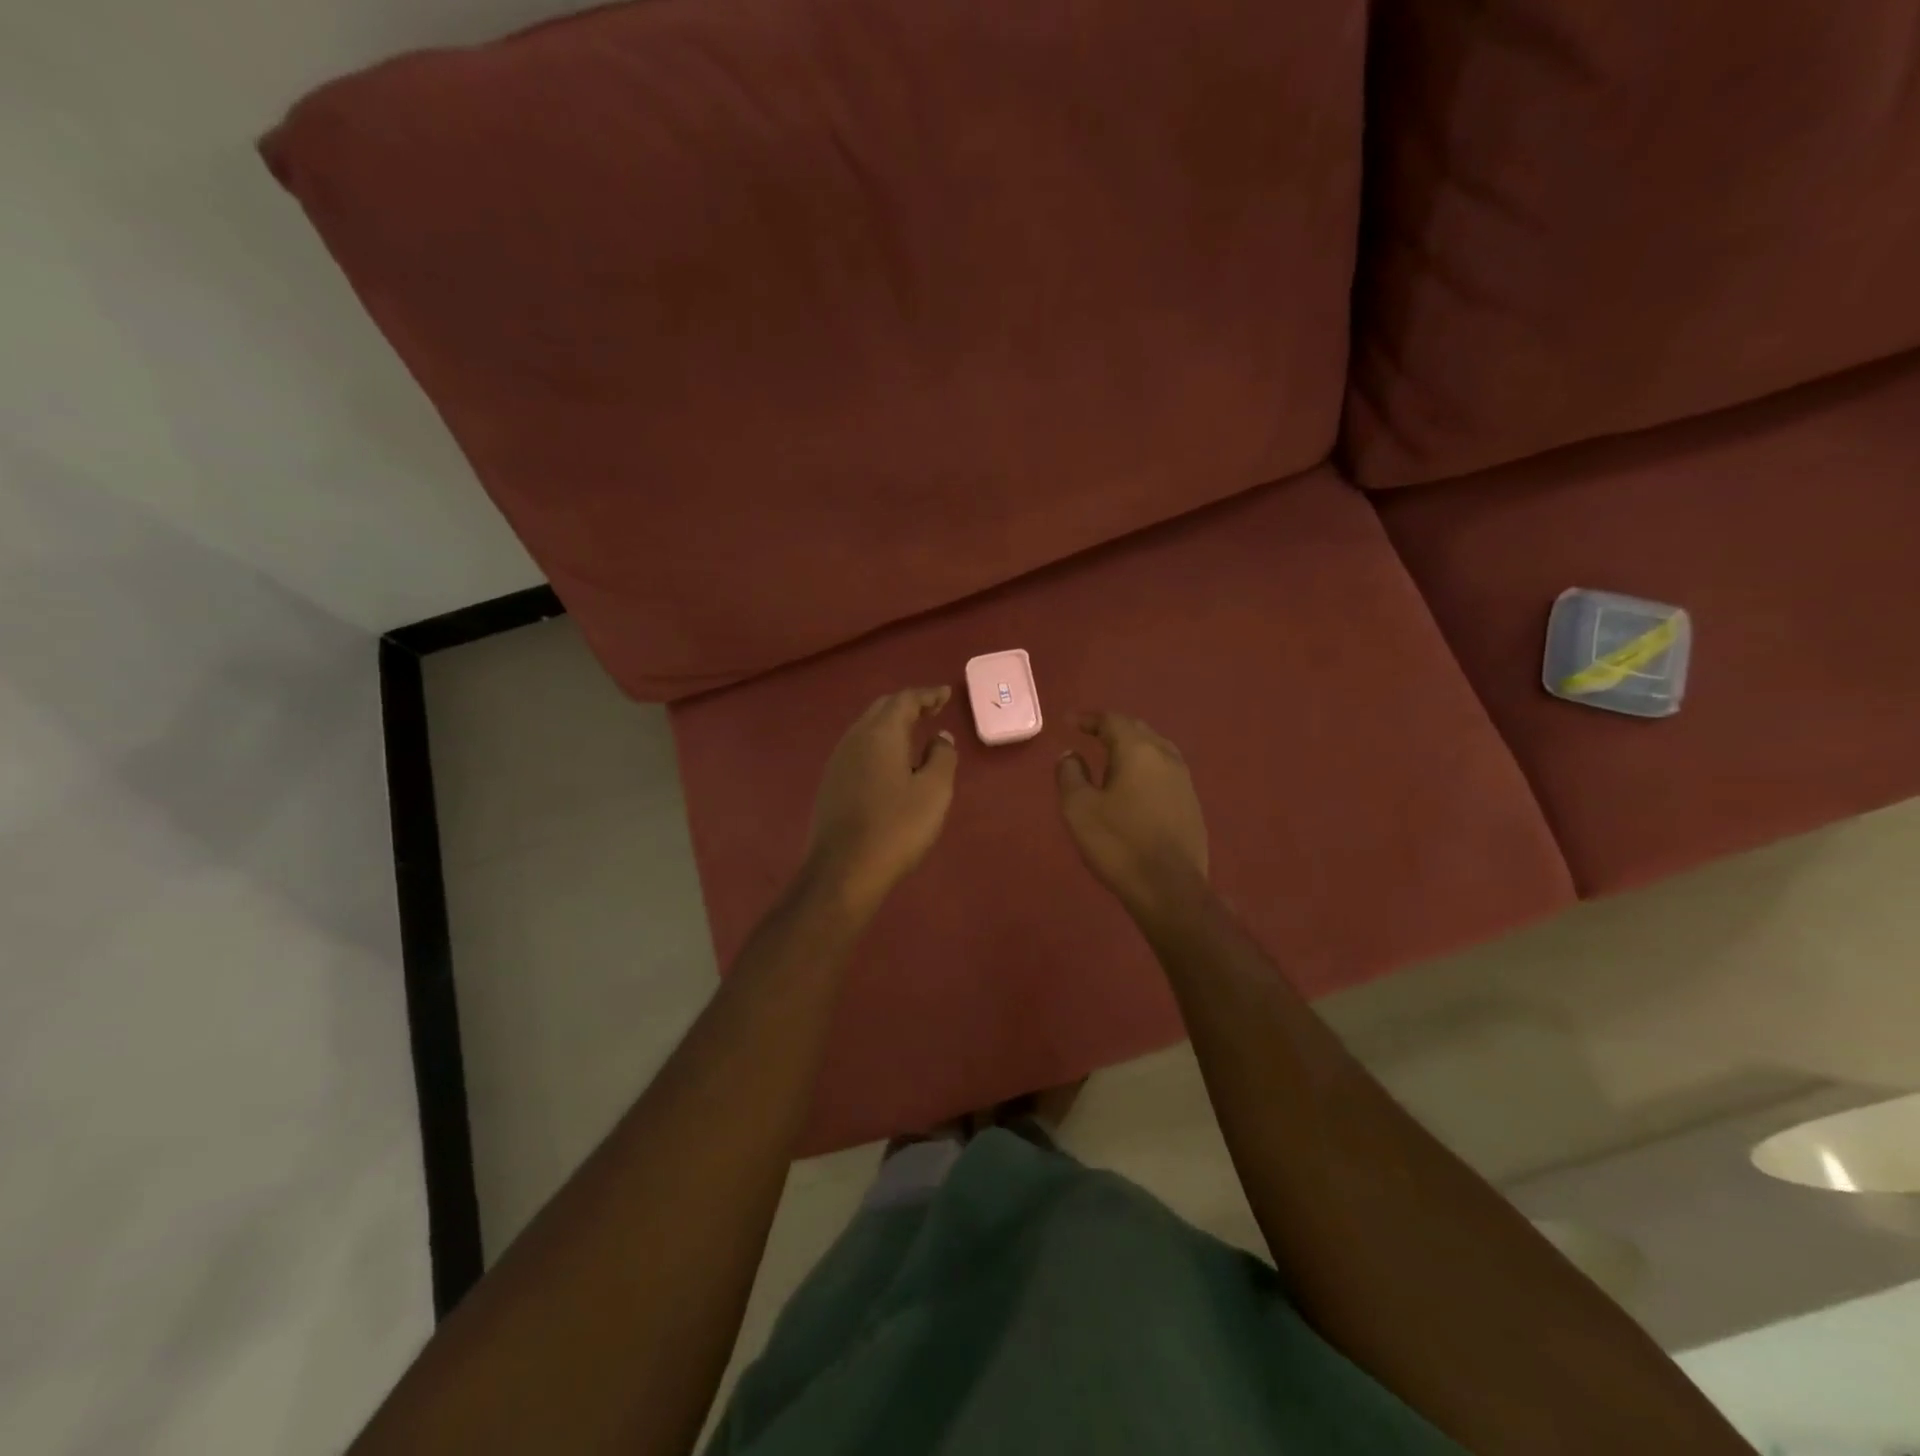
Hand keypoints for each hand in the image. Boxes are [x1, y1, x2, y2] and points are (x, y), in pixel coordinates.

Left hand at [805, 686, 958, 918]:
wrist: (844, 870)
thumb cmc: (896, 827)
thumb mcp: (934, 791)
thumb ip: (941, 757)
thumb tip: (940, 737)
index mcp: (880, 733)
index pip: (905, 700)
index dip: (927, 695)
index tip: (945, 694)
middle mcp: (854, 739)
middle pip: (882, 710)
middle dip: (908, 706)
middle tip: (932, 709)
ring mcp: (838, 761)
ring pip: (868, 729)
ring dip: (892, 725)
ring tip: (915, 733)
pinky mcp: (831, 784)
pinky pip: (860, 749)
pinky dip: (880, 744)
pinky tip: (891, 762)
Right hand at [1056, 712, 1208, 917]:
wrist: (1169, 889)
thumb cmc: (1118, 843)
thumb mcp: (1079, 808)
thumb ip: (1070, 774)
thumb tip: (1071, 754)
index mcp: (1138, 751)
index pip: (1113, 721)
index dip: (1089, 719)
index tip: (1069, 722)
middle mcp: (1166, 757)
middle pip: (1138, 730)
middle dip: (1113, 729)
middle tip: (1090, 735)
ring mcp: (1184, 781)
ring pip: (1156, 750)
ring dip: (1132, 748)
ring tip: (1111, 758)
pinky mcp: (1192, 804)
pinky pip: (1165, 772)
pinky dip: (1145, 769)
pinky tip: (1135, 787)